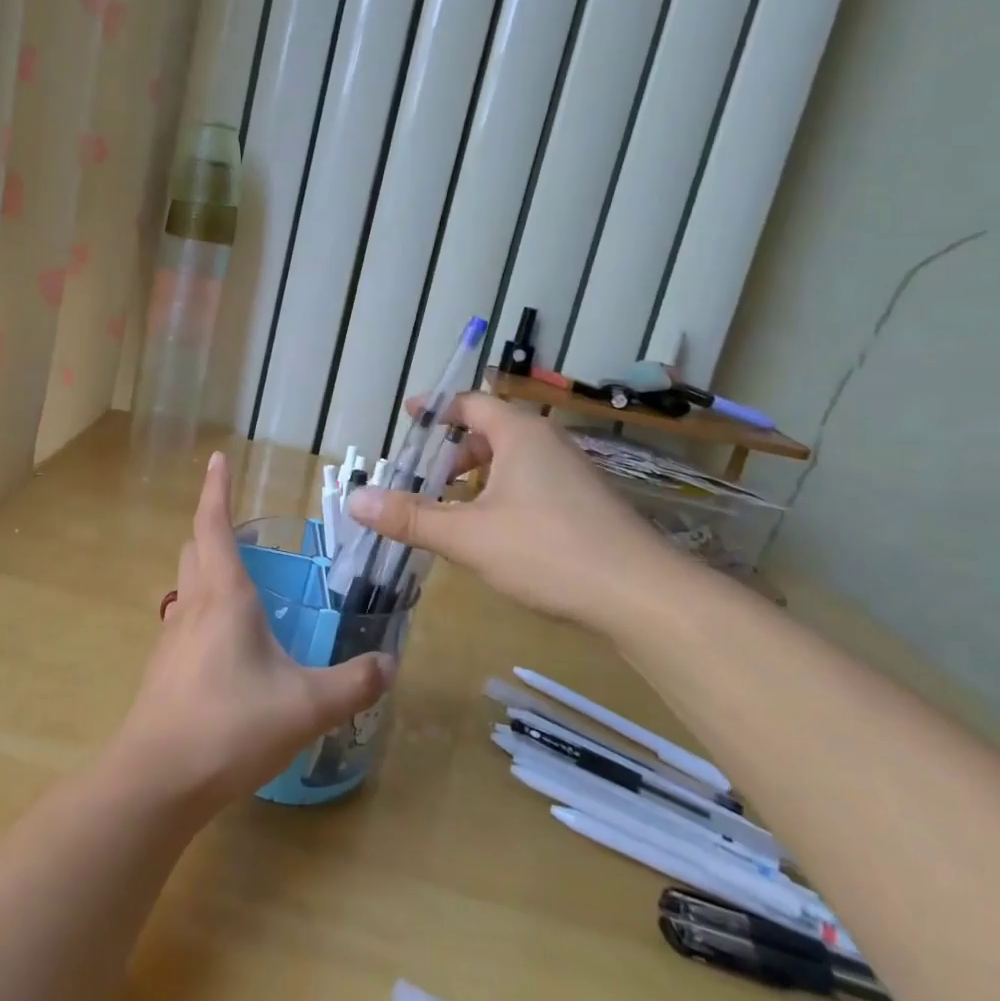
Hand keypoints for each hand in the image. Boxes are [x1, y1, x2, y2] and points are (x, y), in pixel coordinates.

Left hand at [112, 453, 393, 816]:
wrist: (157, 779)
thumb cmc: (230, 725)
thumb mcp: (306, 705)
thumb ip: (352, 683)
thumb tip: (390, 664)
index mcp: (224, 595)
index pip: (214, 524)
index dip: (216, 488)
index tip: (217, 458)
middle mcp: (193, 605)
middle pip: (195, 547)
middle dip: (214, 526)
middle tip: (244, 527)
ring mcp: (172, 636)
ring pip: (186, 582)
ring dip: (206, 566)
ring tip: (240, 579)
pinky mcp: (164, 667)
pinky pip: (184, 618)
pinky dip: (203, 607)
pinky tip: (226, 642)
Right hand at [348, 391, 669, 630]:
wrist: (644, 596)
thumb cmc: (548, 551)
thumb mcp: (467, 536)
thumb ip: (410, 517)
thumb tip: (355, 500)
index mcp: (520, 435)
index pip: (470, 403)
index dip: (435, 409)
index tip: (408, 419)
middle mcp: (548, 444)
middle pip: (490, 432)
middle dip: (452, 452)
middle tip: (422, 479)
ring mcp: (573, 475)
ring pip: (512, 462)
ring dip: (477, 478)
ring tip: (451, 510)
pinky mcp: (586, 506)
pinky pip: (532, 484)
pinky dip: (502, 496)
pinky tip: (493, 535)